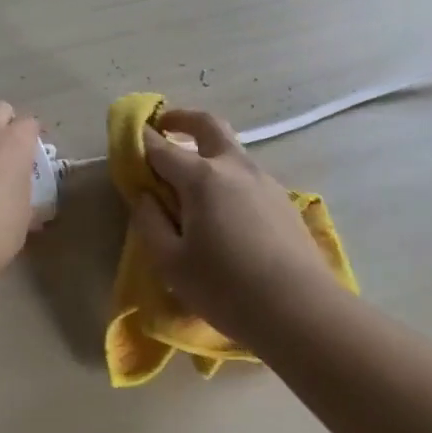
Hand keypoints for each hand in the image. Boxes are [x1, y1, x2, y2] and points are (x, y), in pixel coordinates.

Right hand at [128, 109, 341, 339]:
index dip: (140, 142)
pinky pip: (247, 176)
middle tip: (164, 127)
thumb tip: (144, 196)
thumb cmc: (227, 288)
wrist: (303, 313)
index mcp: (201, 177)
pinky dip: (227, 177)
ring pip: (231, 150)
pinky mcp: (283, 201)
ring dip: (207, 151)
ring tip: (192, 184)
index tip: (127, 141)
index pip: (161, 148)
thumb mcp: (171, 262)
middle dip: (182, 119)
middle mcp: (234, 167)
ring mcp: (264, 181)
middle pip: (207, 125)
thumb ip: (150, 222)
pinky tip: (224, 212)